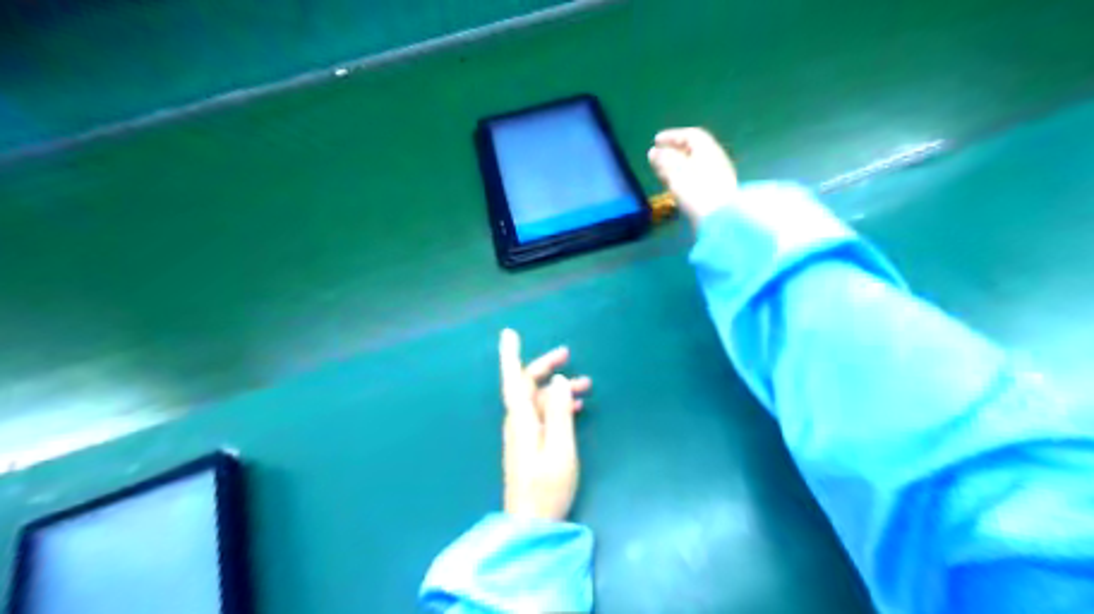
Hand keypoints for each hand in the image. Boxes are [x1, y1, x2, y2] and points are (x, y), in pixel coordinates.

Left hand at [499, 327, 595, 520]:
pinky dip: (557, 405)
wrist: (531, 524)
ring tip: (586, 385)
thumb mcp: (560, 449)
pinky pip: (542, 415)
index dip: (510, 355)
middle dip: (545, 366)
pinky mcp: (529, 445)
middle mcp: (518, 423)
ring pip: (538, 400)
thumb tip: (556, 381)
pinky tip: (575, 408)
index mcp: (522, 420)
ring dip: (557, 388)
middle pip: (527, 386)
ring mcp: (523, 434)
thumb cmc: (547, 487)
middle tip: (568, 354)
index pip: (513, 379)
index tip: (509, 333)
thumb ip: (558, 413)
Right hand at [648, 127, 744, 227]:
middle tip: (656, 157)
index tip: (656, 141)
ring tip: (661, 172)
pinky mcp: (714, 193)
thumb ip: (663, 160)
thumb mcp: (676, 172)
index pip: (690, 135)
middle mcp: (715, 159)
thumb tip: (654, 152)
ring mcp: (717, 177)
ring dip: (676, 167)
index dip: (672, 136)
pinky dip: (683, 178)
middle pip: (693, 151)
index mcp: (708, 149)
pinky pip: (696, 179)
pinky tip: (674, 186)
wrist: (720, 219)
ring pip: (693, 166)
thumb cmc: (696, 190)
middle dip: (673, 152)